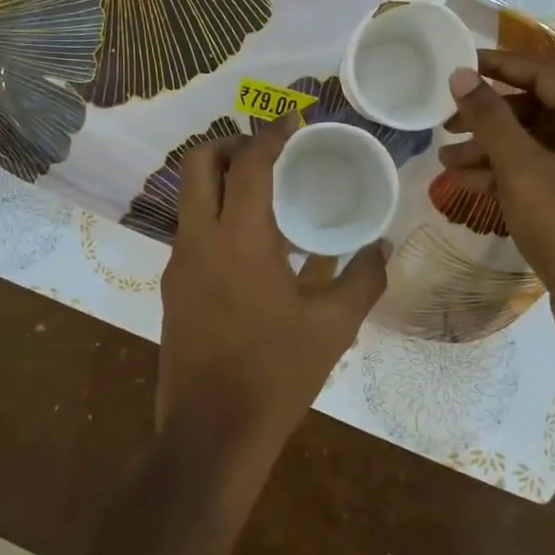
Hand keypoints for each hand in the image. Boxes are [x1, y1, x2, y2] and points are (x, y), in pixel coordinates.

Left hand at [158, 116, 388, 469]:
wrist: (211, 435)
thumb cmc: (276, 374)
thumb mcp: (334, 327)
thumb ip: (363, 279)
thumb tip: (382, 248)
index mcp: (240, 239)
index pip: (250, 163)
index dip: (272, 133)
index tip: (293, 120)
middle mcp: (199, 240)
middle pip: (198, 163)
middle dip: (231, 144)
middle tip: (269, 155)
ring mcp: (178, 265)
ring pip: (189, 198)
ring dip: (221, 182)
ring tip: (266, 199)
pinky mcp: (172, 289)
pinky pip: (192, 233)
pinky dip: (217, 219)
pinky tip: (253, 251)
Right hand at [442, 50, 554, 336]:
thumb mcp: (523, 169)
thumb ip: (490, 119)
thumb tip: (461, 75)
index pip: (545, 75)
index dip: (501, 66)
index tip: (460, 64)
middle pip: (537, 111)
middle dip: (489, 116)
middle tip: (446, 122)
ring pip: (533, 147)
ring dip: (490, 150)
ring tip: (446, 162)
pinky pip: (537, 176)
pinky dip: (504, 176)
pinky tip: (468, 186)